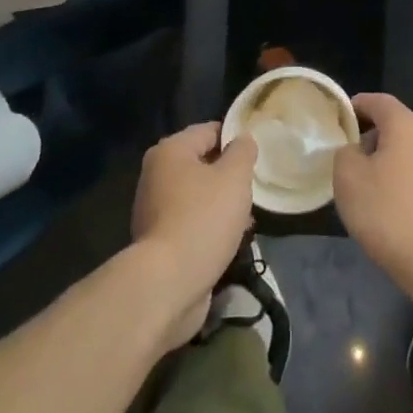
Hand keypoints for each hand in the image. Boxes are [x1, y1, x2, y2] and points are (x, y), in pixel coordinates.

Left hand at [130, 123, 256, 347]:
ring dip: (223, 203)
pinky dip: (210, 225)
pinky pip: (192, 221)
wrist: (169, 282)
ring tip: (248, 218)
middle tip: (255, 188)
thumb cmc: (203, 218)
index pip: (209, 130)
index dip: (236, 139)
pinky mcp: (159, 239)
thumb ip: (243, 152)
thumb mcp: (234, 177)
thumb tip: (242, 140)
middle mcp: (156, 174)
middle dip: (230, 175)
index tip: (259, 155)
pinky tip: (231, 239)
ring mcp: (154, 208)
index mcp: (170, 151)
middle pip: (202, 163)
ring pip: (198, 194)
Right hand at [332, 94, 412, 306]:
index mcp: (407, 124)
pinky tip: (389, 204)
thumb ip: (344, 153)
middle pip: (396, 124)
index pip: (378, 101)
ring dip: (388, 159)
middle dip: (371, 135)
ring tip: (365, 183)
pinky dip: (403, 179)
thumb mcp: (348, 178)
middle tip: (347, 155)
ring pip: (409, 150)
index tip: (337, 120)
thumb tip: (355, 150)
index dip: (356, 106)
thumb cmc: (389, 213)